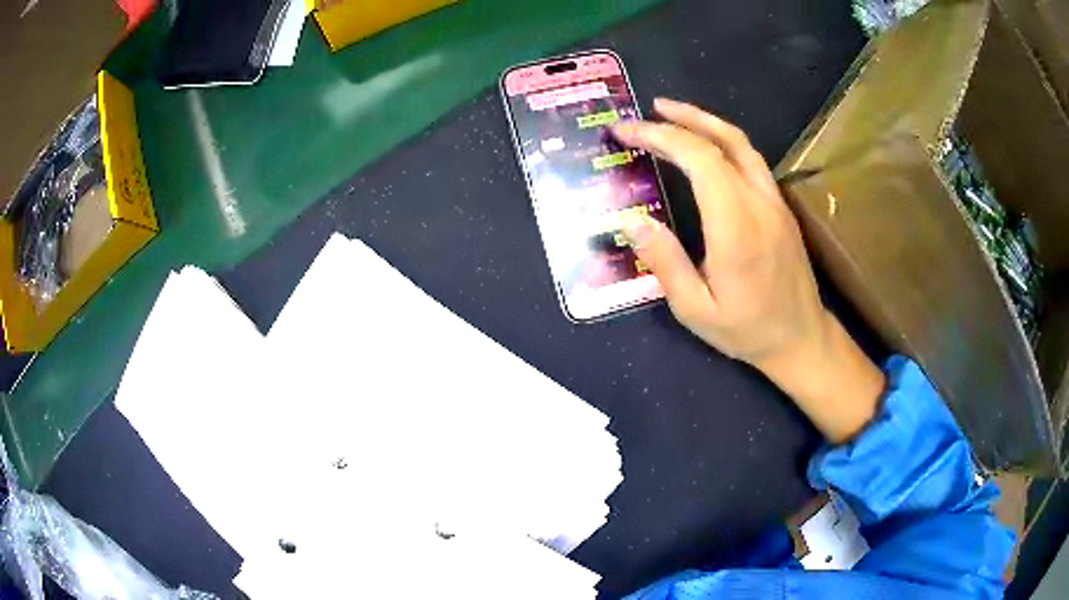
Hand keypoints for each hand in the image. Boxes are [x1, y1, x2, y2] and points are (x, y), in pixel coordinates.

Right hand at [613, 99, 884, 442]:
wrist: (801, 339)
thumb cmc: (747, 330)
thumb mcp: (695, 310)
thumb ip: (665, 262)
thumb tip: (632, 220)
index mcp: (736, 227)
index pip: (699, 159)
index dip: (660, 136)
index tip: (627, 131)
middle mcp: (759, 203)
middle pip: (721, 141)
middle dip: (678, 120)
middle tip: (644, 114)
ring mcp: (775, 202)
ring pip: (742, 144)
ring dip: (705, 121)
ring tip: (672, 114)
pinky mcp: (781, 207)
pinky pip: (752, 160)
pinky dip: (723, 141)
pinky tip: (705, 146)